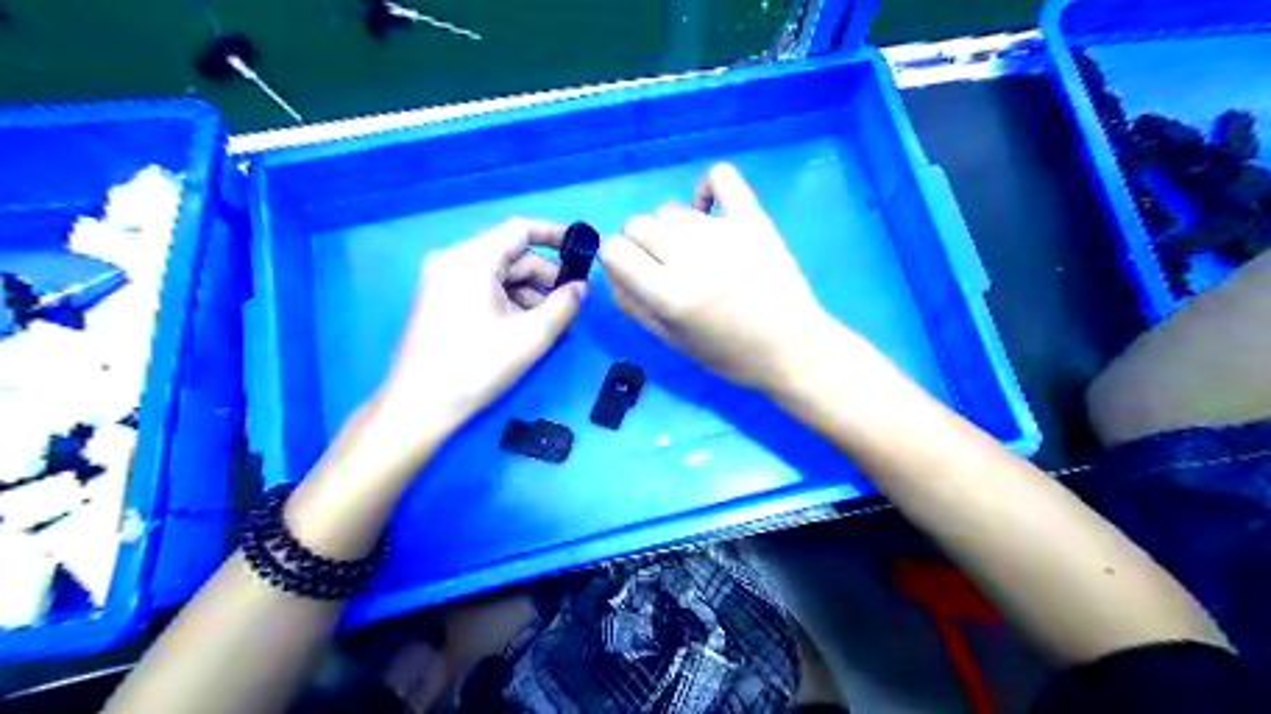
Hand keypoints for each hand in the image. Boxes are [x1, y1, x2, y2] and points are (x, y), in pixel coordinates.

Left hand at [370, 217, 582, 450]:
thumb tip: (580, 288)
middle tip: (570, 304)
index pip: (520, 230)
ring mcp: (442, 280)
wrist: (420, 405)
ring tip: (552, 324)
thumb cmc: (477, 366)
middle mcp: (454, 260)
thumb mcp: (531, 336)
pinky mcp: (439, 300)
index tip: (581, 250)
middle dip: (544, 277)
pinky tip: (525, 328)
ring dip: (528, 294)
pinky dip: (508, 302)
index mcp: (472, 259)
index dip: (555, 235)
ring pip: (498, 275)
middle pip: (511, 255)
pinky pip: (482, 289)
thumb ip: (563, 306)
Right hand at [603, 166, 842, 393]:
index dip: (617, 260)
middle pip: (637, 224)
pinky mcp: (753, 218)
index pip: (613, 249)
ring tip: (695, 252)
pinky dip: (706, 189)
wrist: (792, 348)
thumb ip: (631, 302)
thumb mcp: (669, 340)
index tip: (635, 273)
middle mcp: (692, 258)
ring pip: (669, 209)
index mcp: (669, 295)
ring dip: (671, 229)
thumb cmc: (728, 354)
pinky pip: (719, 176)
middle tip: (666, 268)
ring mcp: (724, 233)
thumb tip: (610, 265)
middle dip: (641, 245)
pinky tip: (709, 213)